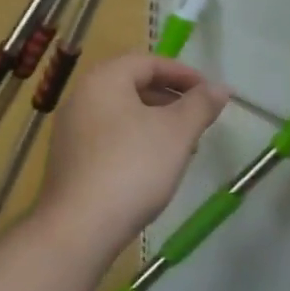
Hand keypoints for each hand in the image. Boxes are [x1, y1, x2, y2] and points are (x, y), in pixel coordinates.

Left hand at [38, 53, 230, 255]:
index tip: (210, 93)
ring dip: (155, 123)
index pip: (148, 62)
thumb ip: (200, 105)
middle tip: (199, 119)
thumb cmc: (132, 167)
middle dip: (170, 99)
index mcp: (104, 79)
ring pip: (122, 114)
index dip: (183, 74)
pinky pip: (108, 138)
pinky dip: (135, 141)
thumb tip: (220, 87)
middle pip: (133, 85)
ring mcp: (70, 130)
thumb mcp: (176, 133)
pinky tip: (154, 168)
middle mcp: (81, 97)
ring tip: (183, 146)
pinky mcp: (69, 160)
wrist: (79, 227)